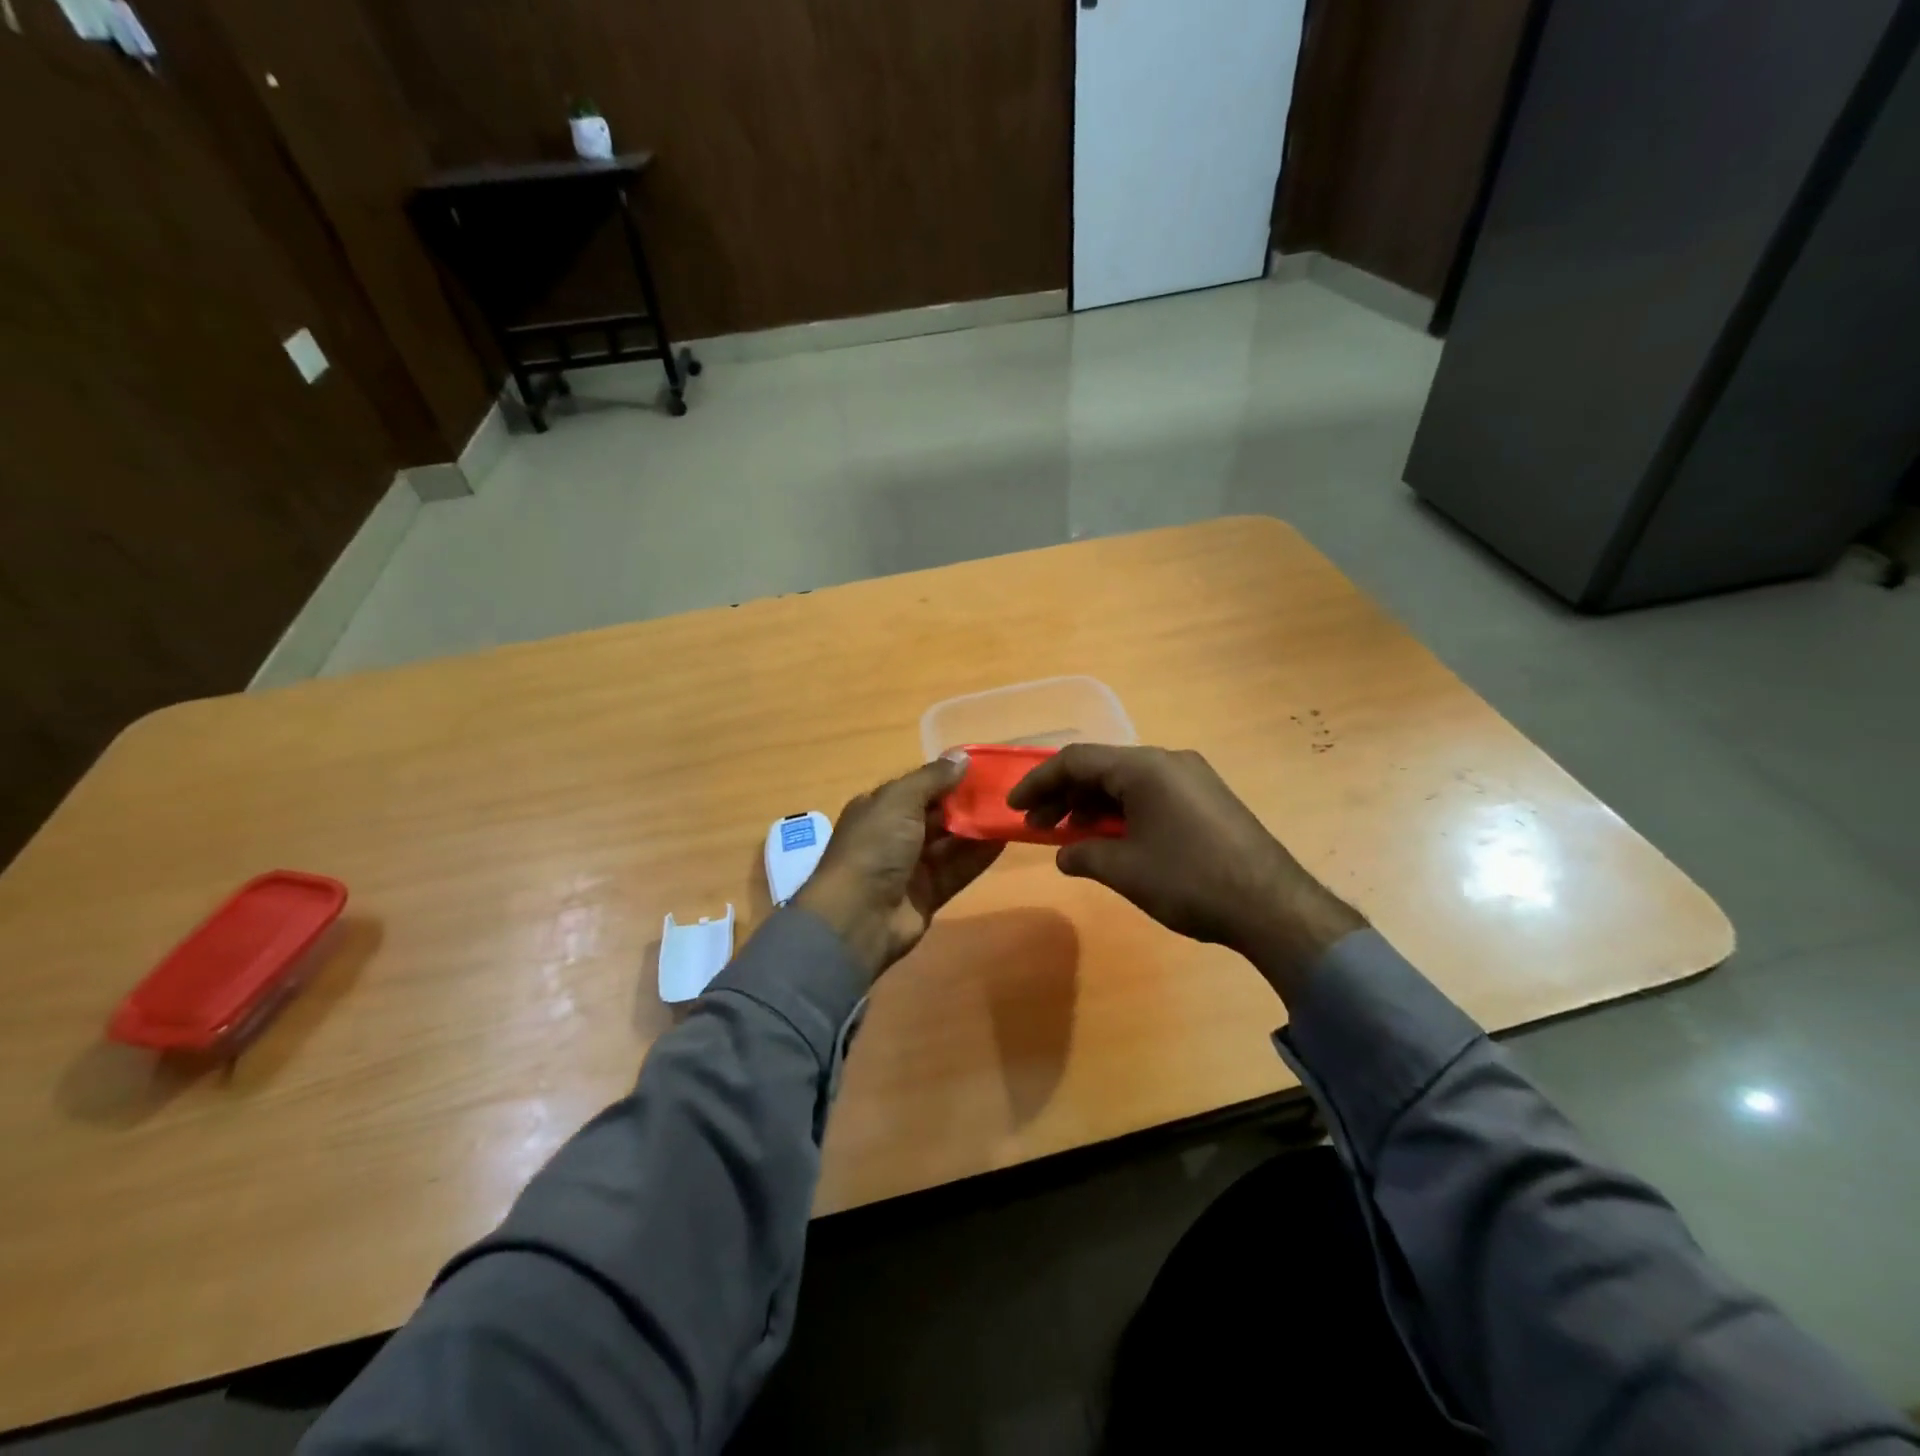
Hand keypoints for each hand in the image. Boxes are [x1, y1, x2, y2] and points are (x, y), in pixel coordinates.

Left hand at [795, 754, 1003, 981]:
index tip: (983, 769)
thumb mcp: (900, 801)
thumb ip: (933, 779)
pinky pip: (958, 869)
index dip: (948, 777)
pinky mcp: (928, 894)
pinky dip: (979, 856)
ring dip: (977, 828)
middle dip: (967, 803)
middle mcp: (894, 834)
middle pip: (937, 814)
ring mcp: (911, 866)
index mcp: (879, 808)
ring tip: (1011, 812)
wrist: (857, 917)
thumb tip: (962, 756)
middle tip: (1005, 790)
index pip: (918, 787)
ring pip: (950, 842)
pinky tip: (1005, 840)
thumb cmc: (874, 847)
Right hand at [1008, 745, 1363, 999]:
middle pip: (1101, 767)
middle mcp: (1168, 761)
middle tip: (1040, 827)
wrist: (1273, 906)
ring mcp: (1192, 778)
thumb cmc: (1189, 880)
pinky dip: (1123, 812)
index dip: (1039, 781)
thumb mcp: (1126, 870)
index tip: (1015, 806)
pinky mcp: (1207, 799)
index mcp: (1144, 767)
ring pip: (1127, 781)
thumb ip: (1085, 855)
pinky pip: (1151, 794)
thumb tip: (1064, 854)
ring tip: (1072, 838)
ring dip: (1093, 805)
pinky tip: (1113, 840)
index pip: (1076, 760)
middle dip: (1064, 795)